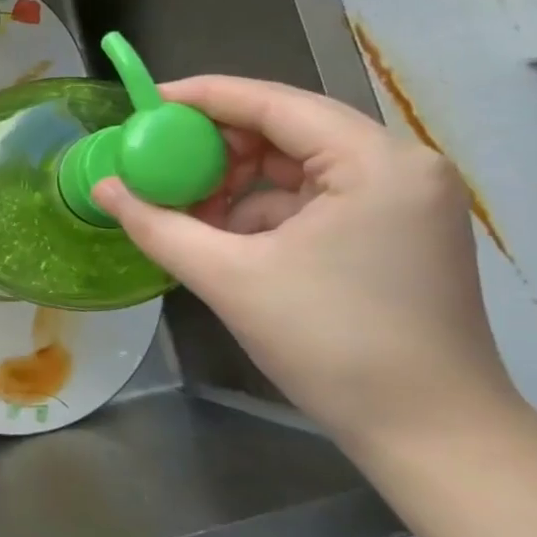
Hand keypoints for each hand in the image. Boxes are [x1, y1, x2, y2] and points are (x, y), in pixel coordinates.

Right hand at [90, 76, 521, 457]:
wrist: (434, 438)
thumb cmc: (333, 346)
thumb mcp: (229, 278)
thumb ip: (156, 224)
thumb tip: (102, 187)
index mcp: (376, 163)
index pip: (274, 103)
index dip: (202, 97)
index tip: (144, 104)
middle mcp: (401, 165)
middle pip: (288, 128)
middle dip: (218, 146)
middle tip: (161, 163)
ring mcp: (405, 199)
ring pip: (299, 164)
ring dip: (238, 180)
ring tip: (188, 208)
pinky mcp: (398, 230)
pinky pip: (316, 196)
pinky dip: (266, 208)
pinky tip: (228, 237)